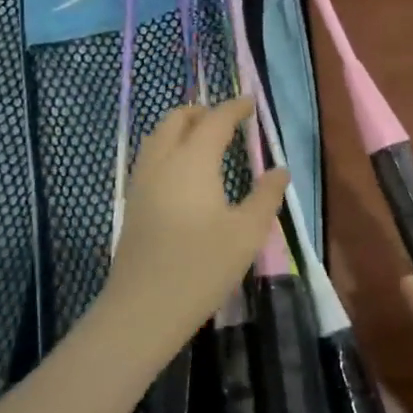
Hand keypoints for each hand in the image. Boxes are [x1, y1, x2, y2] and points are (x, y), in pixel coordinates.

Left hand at [101, 97, 288, 359]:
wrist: (143, 309)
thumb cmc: (202, 267)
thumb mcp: (247, 233)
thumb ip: (265, 196)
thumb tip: (279, 170)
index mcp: (193, 161)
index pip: (214, 121)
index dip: (234, 108)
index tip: (250, 104)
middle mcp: (162, 162)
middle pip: (176, 119)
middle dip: (202, 112)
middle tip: (226, 120)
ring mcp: (141, 182)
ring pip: (157, 137)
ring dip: (181, 129)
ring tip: (205, 141)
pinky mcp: (133, 204)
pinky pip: (150, 158)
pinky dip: (168, 148)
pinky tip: (184, 173)